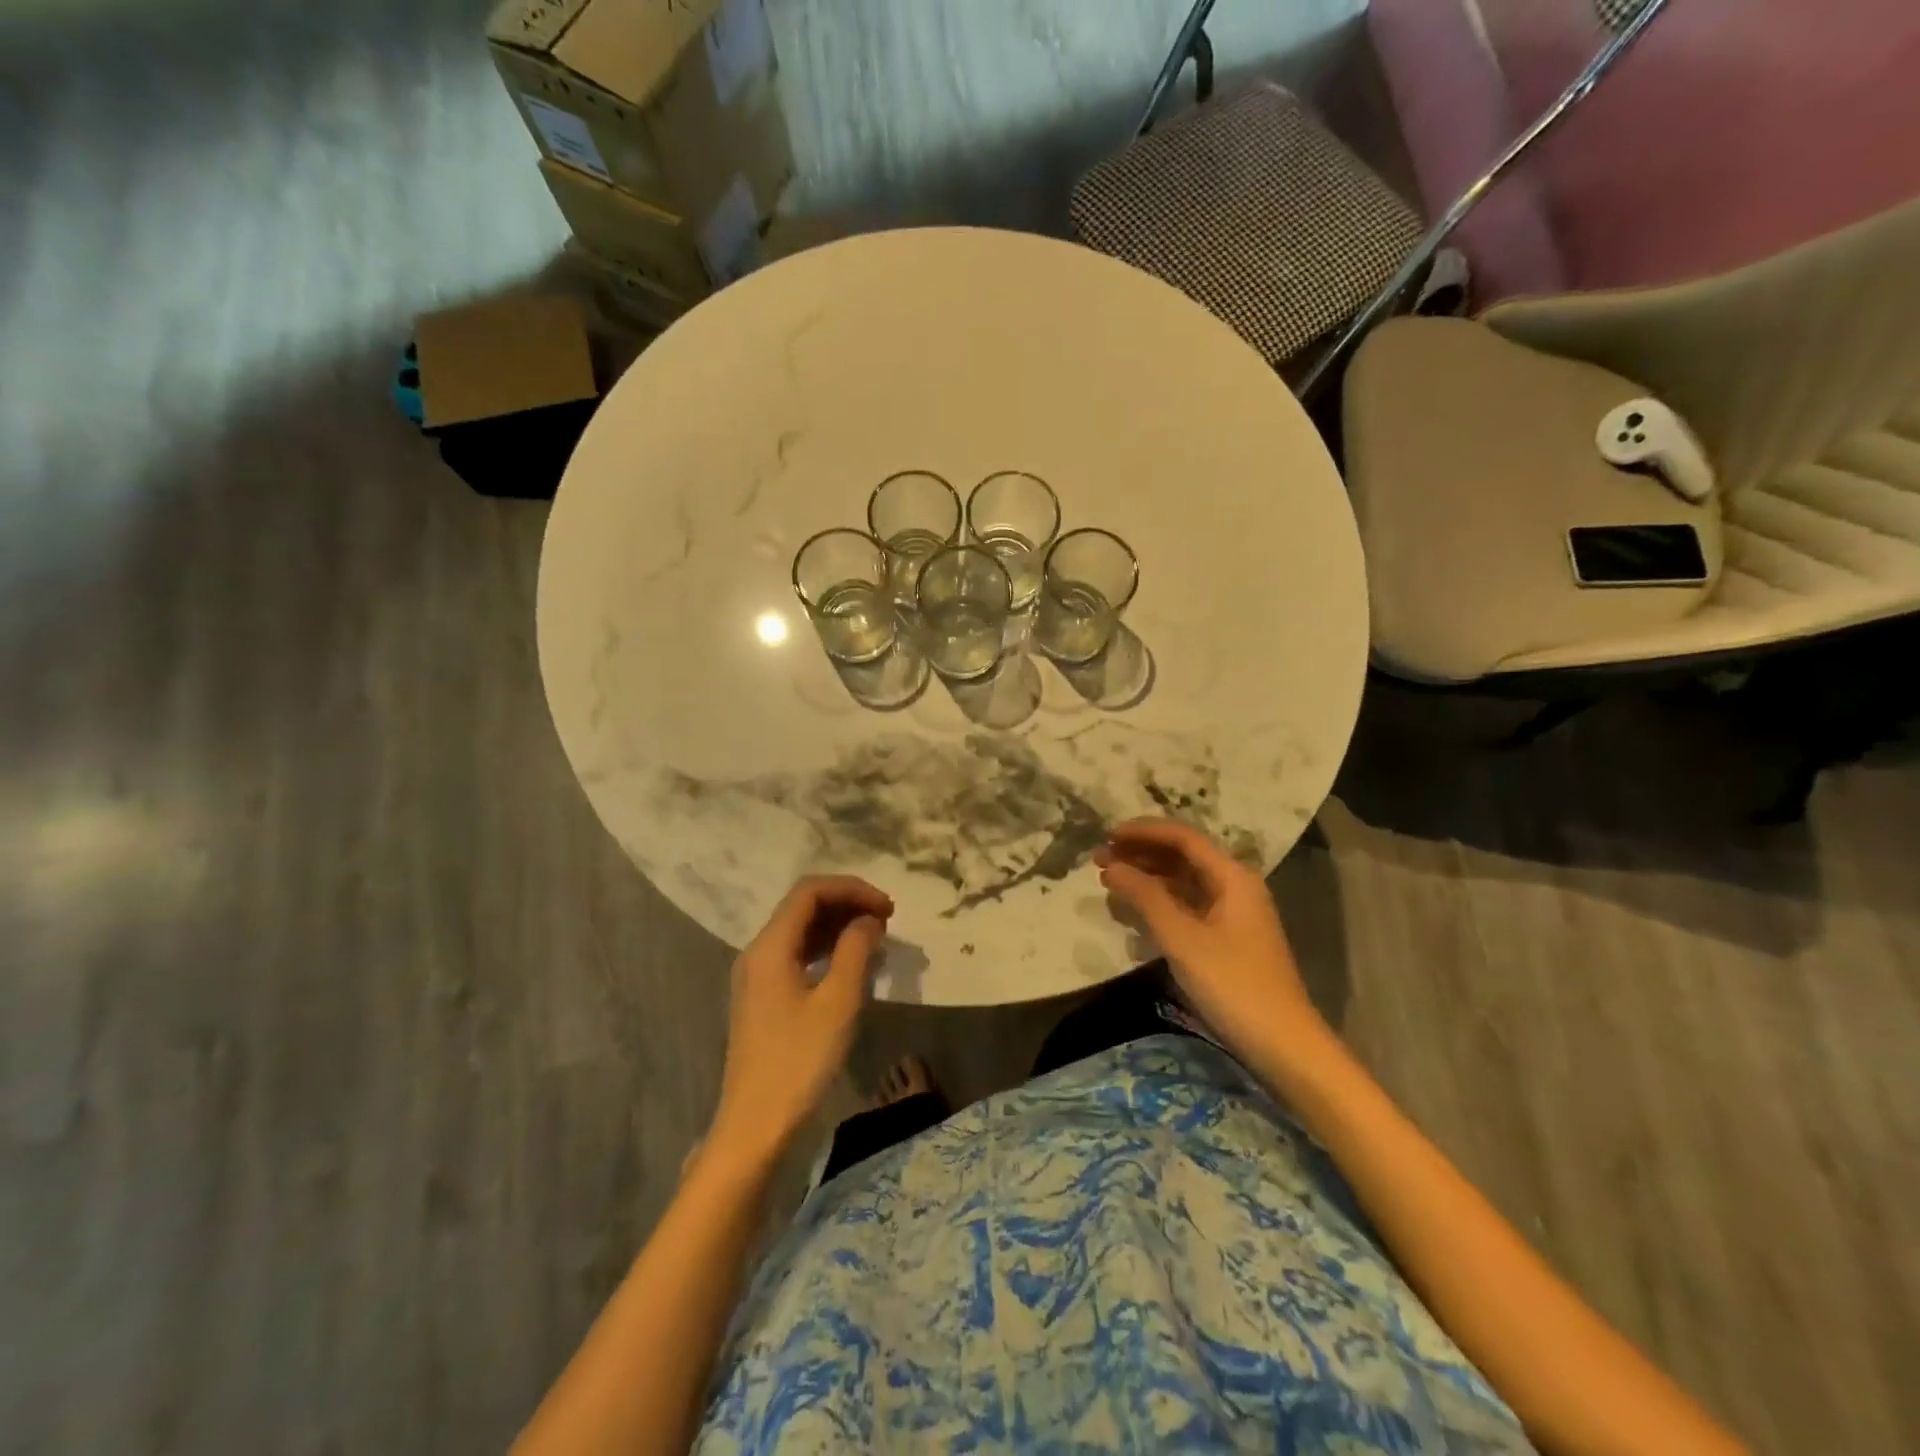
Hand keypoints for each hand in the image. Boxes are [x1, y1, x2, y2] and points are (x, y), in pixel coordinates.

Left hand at [709, 876, 892, 1167]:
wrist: (755, 1125)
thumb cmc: (799, 1061)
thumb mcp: (837, 1002)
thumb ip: (855, 950)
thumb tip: (869, 919)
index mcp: (770, 946)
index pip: (810, 891)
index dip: (852, 889)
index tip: (887, 907)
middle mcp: (758, 951)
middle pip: (803, 906)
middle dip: (846, 903)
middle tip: (886, 919)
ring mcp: (758, 975)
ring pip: (800, 930)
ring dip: (838, 924)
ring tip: (876, 936)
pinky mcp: (764, 996)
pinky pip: (797, 954)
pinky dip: (826, 948)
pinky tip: (851, 962)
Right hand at [1095, 819, 1328, 1071]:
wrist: (1283, 1045)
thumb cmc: (1233, 984)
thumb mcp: (1183, 938)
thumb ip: (1145, 898)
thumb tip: (1112, 867)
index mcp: (1232, 876)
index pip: (1182, 837)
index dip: (1142, 831)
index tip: (1105, 835)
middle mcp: (1234, 886)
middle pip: (1182, 856)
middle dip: (1140, 853)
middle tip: (1099, 859)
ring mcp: (1231, 913)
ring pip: (1182, 882)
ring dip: (1146, 877)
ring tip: (1108, 882)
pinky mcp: (1226, 938)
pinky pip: (1186, 906)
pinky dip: (1158, 903)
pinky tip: (1132, 911)